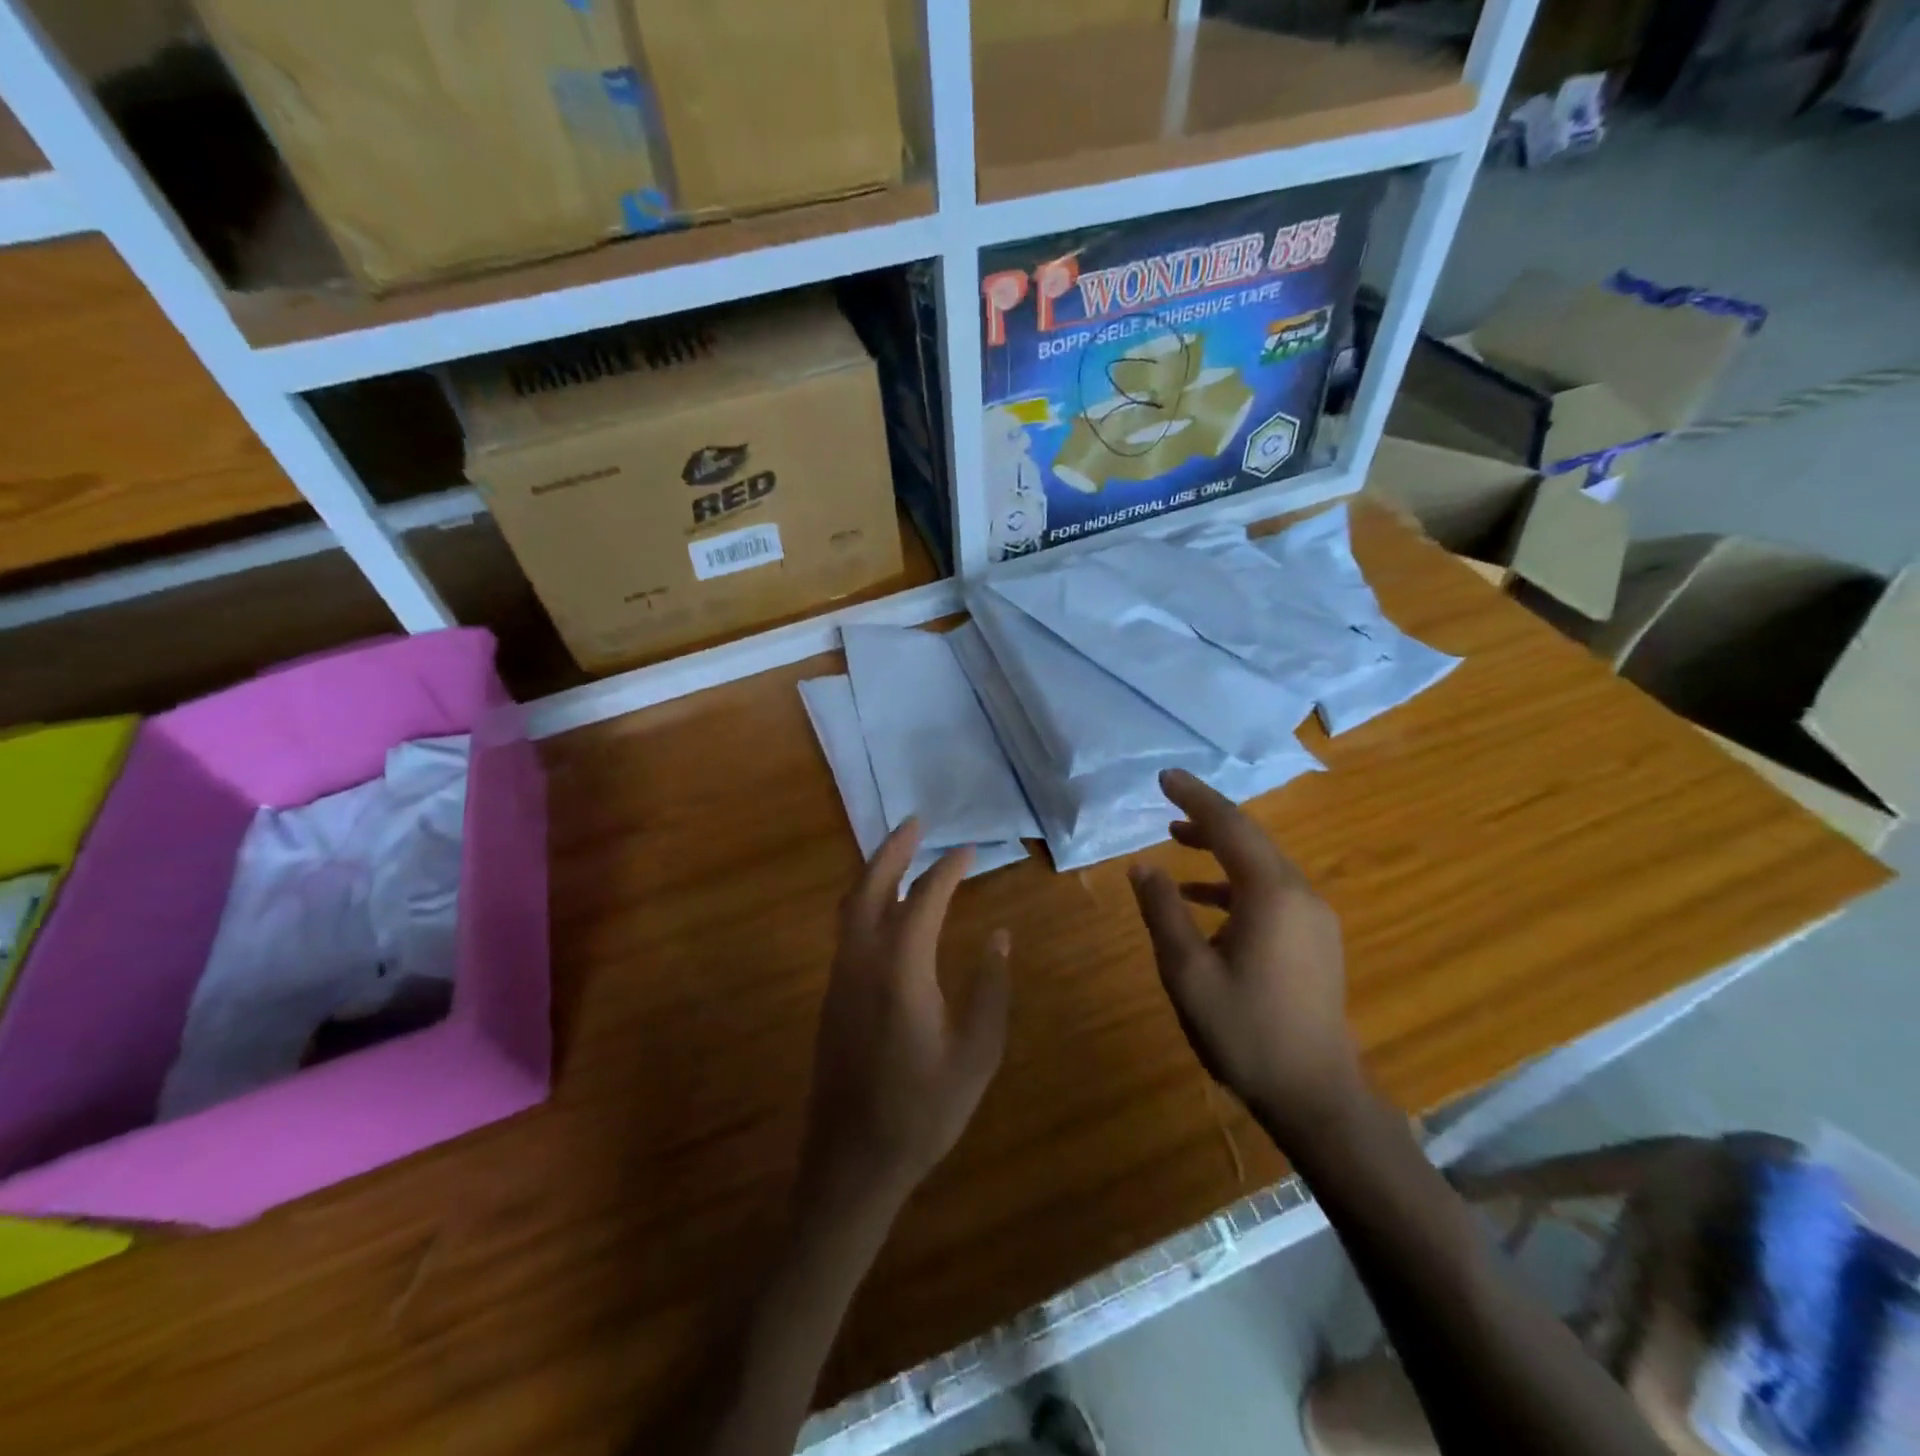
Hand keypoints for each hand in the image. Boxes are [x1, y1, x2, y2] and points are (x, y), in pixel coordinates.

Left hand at [800, 820, 1011, 1214]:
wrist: (852, 1163)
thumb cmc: (922, 1111)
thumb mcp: (976, 1055)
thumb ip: (990, 990)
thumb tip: (998, 937)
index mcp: (900, 971)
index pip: (924, 900)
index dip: (947, 870)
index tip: (968, 850)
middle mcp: (861, 962)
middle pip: (871, 887)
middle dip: (893, 850)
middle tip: (916, 823)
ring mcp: (839, 978)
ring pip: (851, 906)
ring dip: (875, 872)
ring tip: (900, 852)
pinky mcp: (831, 997)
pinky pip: (847, 930)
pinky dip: (866, 901)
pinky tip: (886, 909)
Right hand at [1127, 769, 1363, 1148]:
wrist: (1316, 1095)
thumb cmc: (1245, 1032)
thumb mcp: (1187, 972)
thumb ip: (1163, 911)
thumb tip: (1142, 865)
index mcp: (1271, 894)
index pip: (1230, 827)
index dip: (1195, 798)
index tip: (1165, 777)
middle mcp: (1299, 894)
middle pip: (1250, 838)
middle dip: (1208, 816)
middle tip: (1168, 800)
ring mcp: (1313, 918)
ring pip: (1261, 864)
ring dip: (1220, 848)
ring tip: (1176, 840)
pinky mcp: (1315, 939)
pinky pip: (1271, 891)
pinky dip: (1234, 883)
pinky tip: (1202, 899)